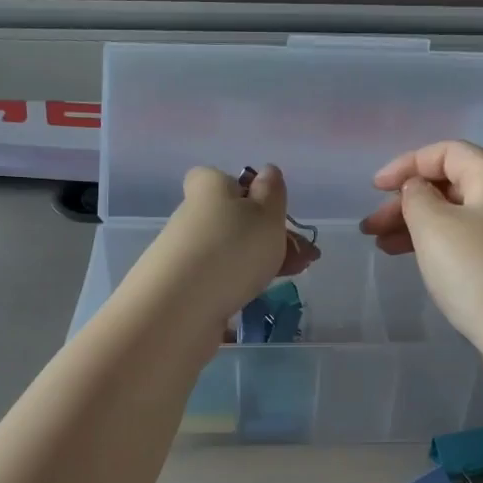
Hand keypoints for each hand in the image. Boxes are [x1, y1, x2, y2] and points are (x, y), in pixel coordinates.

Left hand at [139, 165, 308, 329]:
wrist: (179, 310)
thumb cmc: (230, 250)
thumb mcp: (265, 214)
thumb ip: (272, 193)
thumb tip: (267, 172)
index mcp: (208, 188)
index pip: (219, 179)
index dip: (246, 191)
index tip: (269, 210)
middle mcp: (192, 219)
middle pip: (233, 221)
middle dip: (268, 237)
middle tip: (303, 257)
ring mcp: (187, 258)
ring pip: (230, 254)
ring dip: (261, 264)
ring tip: (292, 278)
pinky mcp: (185, 293)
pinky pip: (220, 284)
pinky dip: (241, 289)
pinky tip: (258, 301)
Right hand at [360, 141, 482, 363]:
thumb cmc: (477, 272)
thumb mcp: (435, 226)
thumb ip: (416, 197)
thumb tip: (418, 190)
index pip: (447, 152)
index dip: (407, 163)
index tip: (375, 188)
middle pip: (449, 185)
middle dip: (405, 201)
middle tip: (371, 227)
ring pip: (453, 216)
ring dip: (414, 226)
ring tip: (381, 246)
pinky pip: (462, 242)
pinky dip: (433, 245)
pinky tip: (412, 261)